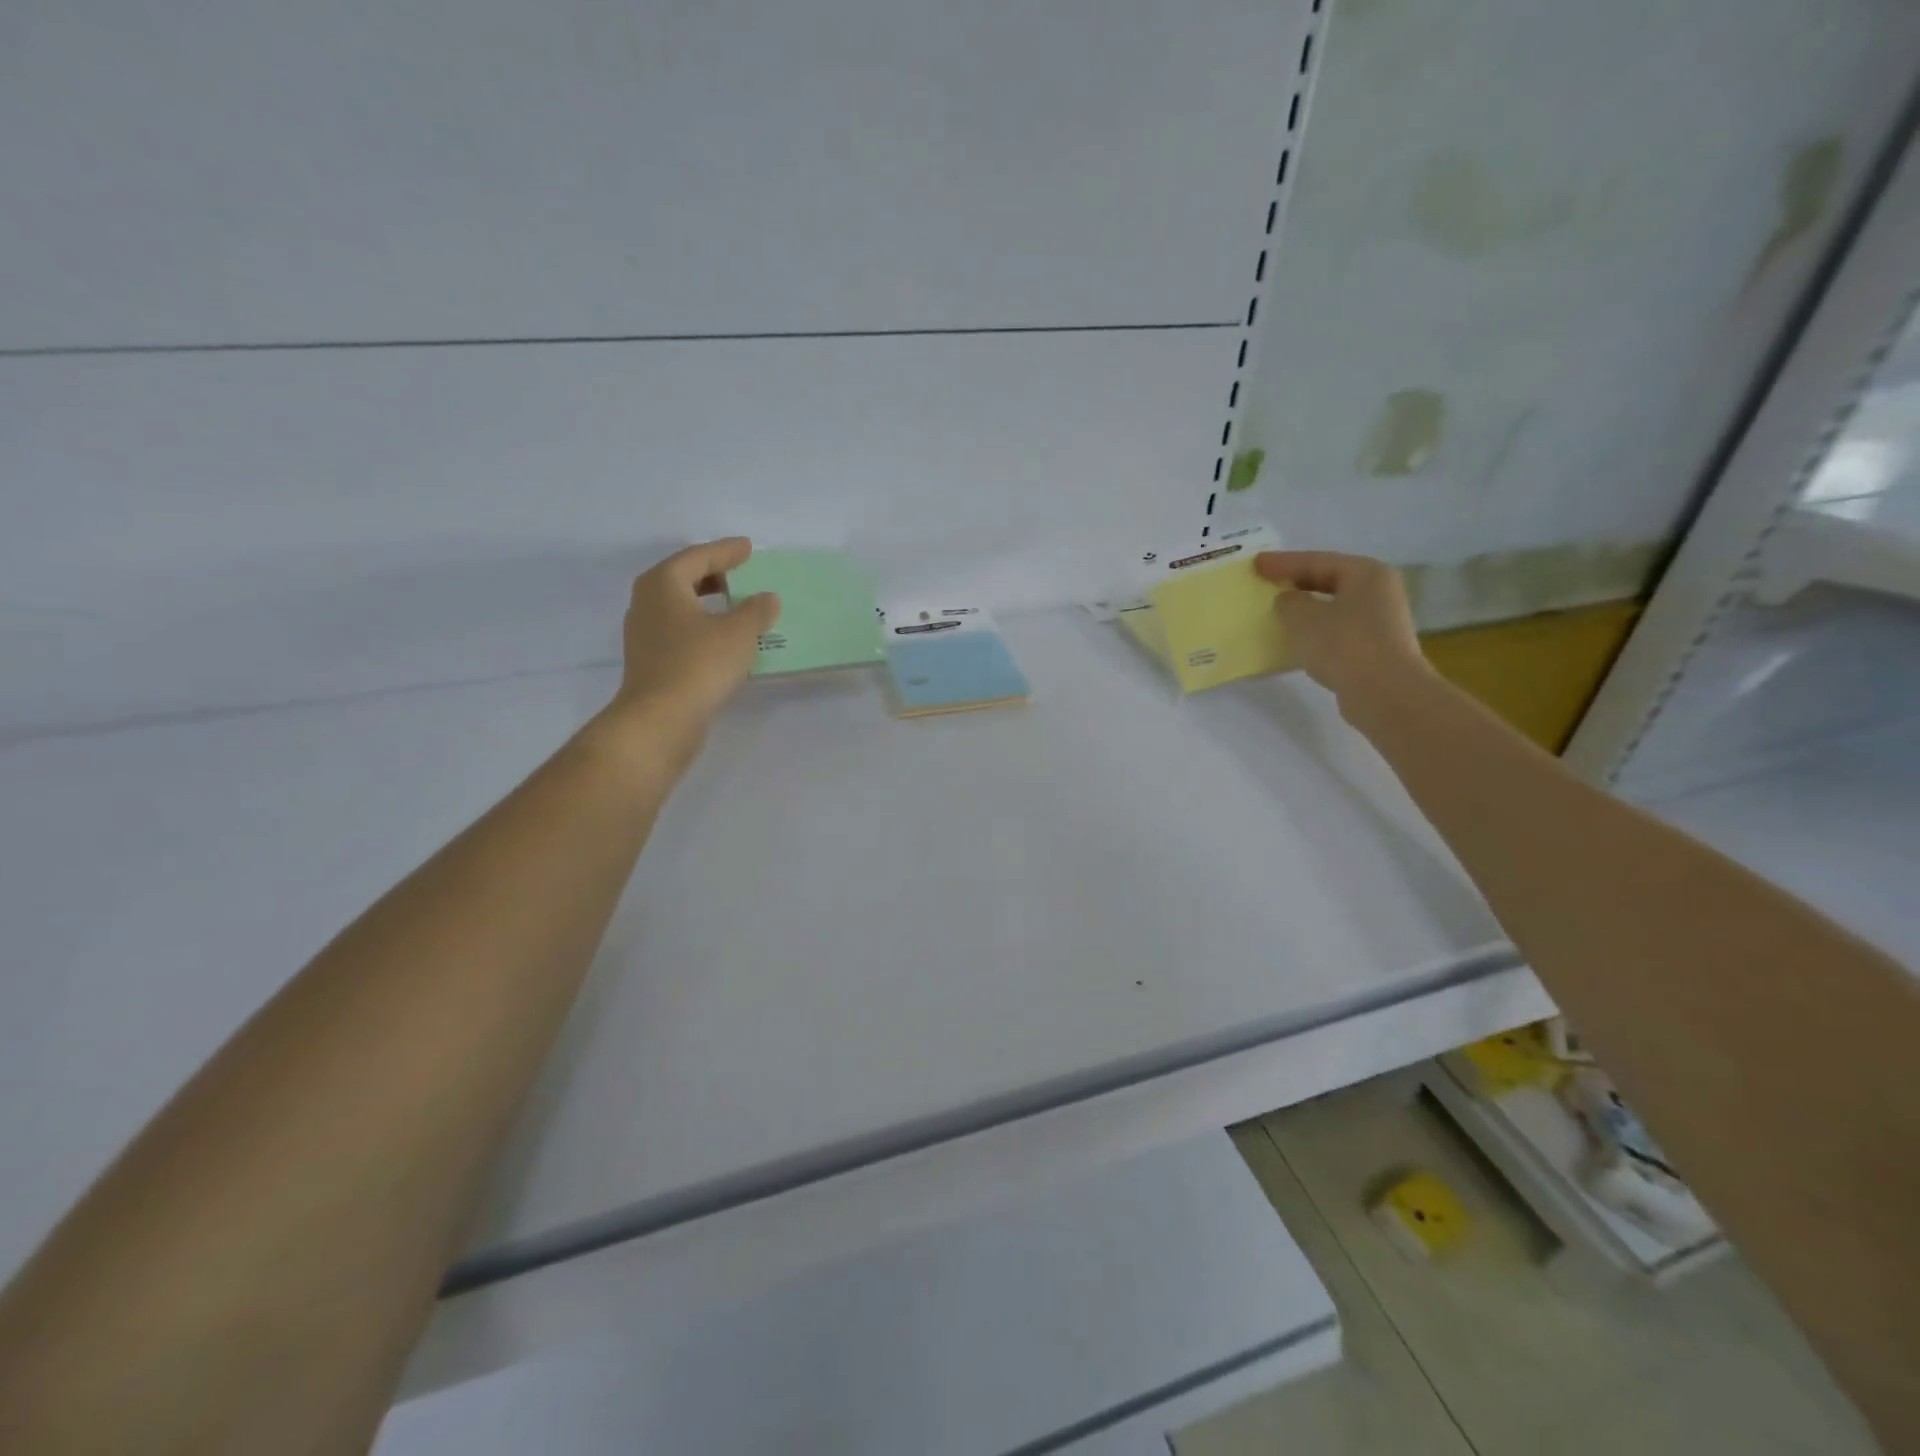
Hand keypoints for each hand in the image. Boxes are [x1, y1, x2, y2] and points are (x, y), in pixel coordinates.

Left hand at [593, 538, 779, 772]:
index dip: (726, 551)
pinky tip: (723, 639)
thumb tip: (767, 598)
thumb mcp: (739, 632)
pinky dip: (702, 627)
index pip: (698, 557)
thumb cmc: (699, 664)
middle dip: (713, 575)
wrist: (660, 719)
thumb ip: (757, 610)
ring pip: (680, 607)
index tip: (748, 548)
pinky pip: (681, 631)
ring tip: (736, 606)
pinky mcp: (651, 662)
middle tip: (741, 573)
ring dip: (708, 603)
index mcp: (663, 583)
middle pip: (683, 578)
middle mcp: (647, 602)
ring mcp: (645, 634)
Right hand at [1255, 550, 1430, 716]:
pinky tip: (1293, 642)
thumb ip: (1289, 603)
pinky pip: (1336, 632)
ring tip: (1276, 613)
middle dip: (1296, 584)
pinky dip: (1314, 633)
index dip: (1283, 562)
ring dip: (1304, 611)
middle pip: (1329, 581)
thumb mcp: (1304, 618)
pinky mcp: (1374, 649)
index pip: (1317, 561)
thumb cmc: (1344, 644)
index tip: (1256, 564)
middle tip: (1266, 584)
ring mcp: (1379, 622)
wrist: (1384, 693)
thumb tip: (1288, 601)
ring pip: (1332, 608)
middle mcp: (1378, 592)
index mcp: (1366, 573)